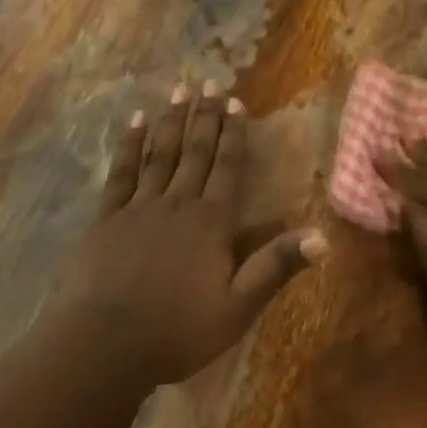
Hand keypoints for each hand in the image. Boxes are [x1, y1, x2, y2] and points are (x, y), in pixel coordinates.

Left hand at [57, 82, 325, 387]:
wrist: (104, 345)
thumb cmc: (176, 331)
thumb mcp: (237, 308)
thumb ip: (276, 267)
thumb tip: (322, 236)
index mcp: (210, 222)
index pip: (228, 167)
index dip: (234, 134)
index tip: (236, 101)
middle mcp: (178, 203)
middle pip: (195, 151)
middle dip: (205, 116)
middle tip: (210, 82)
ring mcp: (140, 206)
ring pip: (161, 154)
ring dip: (172, 120)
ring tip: (180, 90)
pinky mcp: (108, 217)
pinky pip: (122, 172)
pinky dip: (130, 144)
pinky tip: (135, 122)